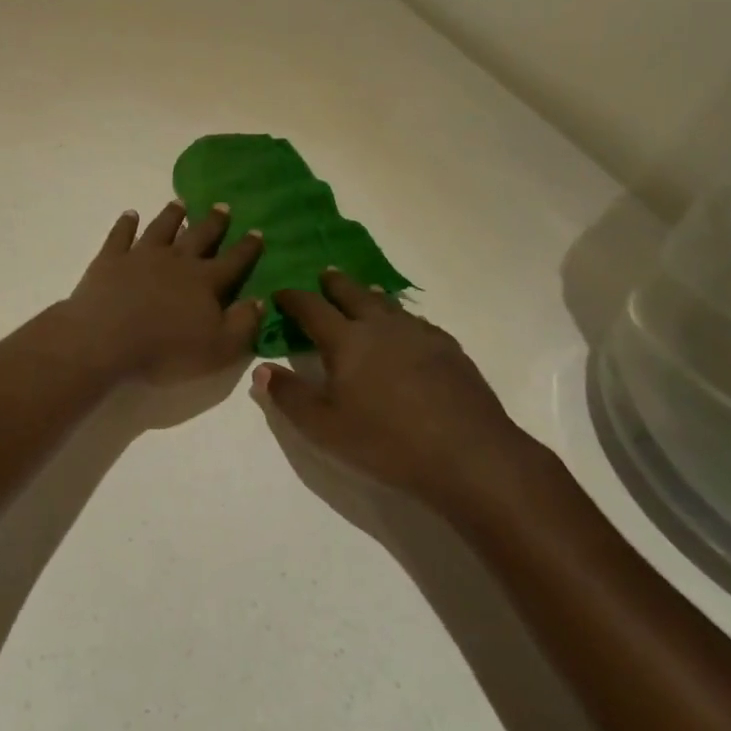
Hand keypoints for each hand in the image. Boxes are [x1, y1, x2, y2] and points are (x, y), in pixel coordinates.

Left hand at [58, 201, 263, 384]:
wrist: (106, 341)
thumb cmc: (166, 351)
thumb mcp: (219, 349)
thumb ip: (243, 324)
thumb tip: (260, 301)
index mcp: (205, 282)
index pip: (233, 261)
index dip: (247, 248)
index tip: (258, 231)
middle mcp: (176, 261)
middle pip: (199, 236)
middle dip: (213, 222)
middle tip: (223, 205)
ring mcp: (141, 256)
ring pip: (161, 228)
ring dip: (172, 215)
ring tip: (180, 202)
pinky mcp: (110, 259)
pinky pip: (120, 235)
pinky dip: (126, 223)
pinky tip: (130, 214)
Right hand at [252, 270, 545, 518]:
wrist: (469, 455)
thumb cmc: (386, 442)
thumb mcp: (324, 428)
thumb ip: (289, 396)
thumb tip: (261, 369)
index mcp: (346, 341)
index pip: (311, 308)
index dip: (293, 298)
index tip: (280, 292)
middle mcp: (381, 327)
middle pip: (353, 294)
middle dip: (334, 284)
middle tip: (324, 275)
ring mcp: (419, 335)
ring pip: (388, 304)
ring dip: (370, 295)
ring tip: (364, 292)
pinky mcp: (449, 350)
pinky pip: (418, 322)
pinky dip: (402, 317)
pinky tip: (407, 329)